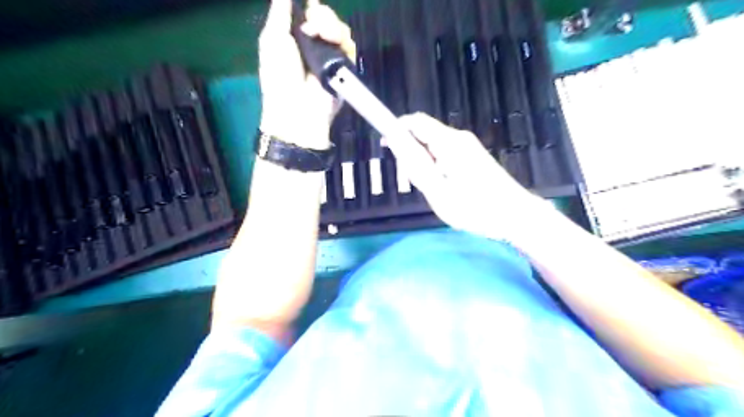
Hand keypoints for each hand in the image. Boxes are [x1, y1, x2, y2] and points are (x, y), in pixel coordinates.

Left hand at [260, 0, 356, 148]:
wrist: (298, 106)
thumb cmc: (279, 74)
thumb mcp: (273, 38)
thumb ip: (280, 12)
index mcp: (295, 37)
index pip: (308, 14)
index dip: (311, 7)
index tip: (310, 4)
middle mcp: (314, 45)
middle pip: (326, 18)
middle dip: (321, 15)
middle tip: (312, 26)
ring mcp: (330, 56)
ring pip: (339, 30)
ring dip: (331, 26)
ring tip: (322, 35)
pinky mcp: (344, 68)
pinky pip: (349, 46)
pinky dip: (343, 41)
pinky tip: (334, 43)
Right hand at [387, 112, 548, 239]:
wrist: (515, 215)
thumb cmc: (475, 207)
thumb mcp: (437, 190)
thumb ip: (414, 164)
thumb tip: (394, 139)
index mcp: (448, 142)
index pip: (414, 121)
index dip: (396, 129)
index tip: (386, 148)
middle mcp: (458, 138)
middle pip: (423, 134)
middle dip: (410, 153)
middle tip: (414, 182)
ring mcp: (468, 146)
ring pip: (433, 146)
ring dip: (423, 164)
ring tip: (431, 190)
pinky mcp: (473, 156)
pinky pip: (445, 154)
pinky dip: (436, 167)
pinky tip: (444, 188)